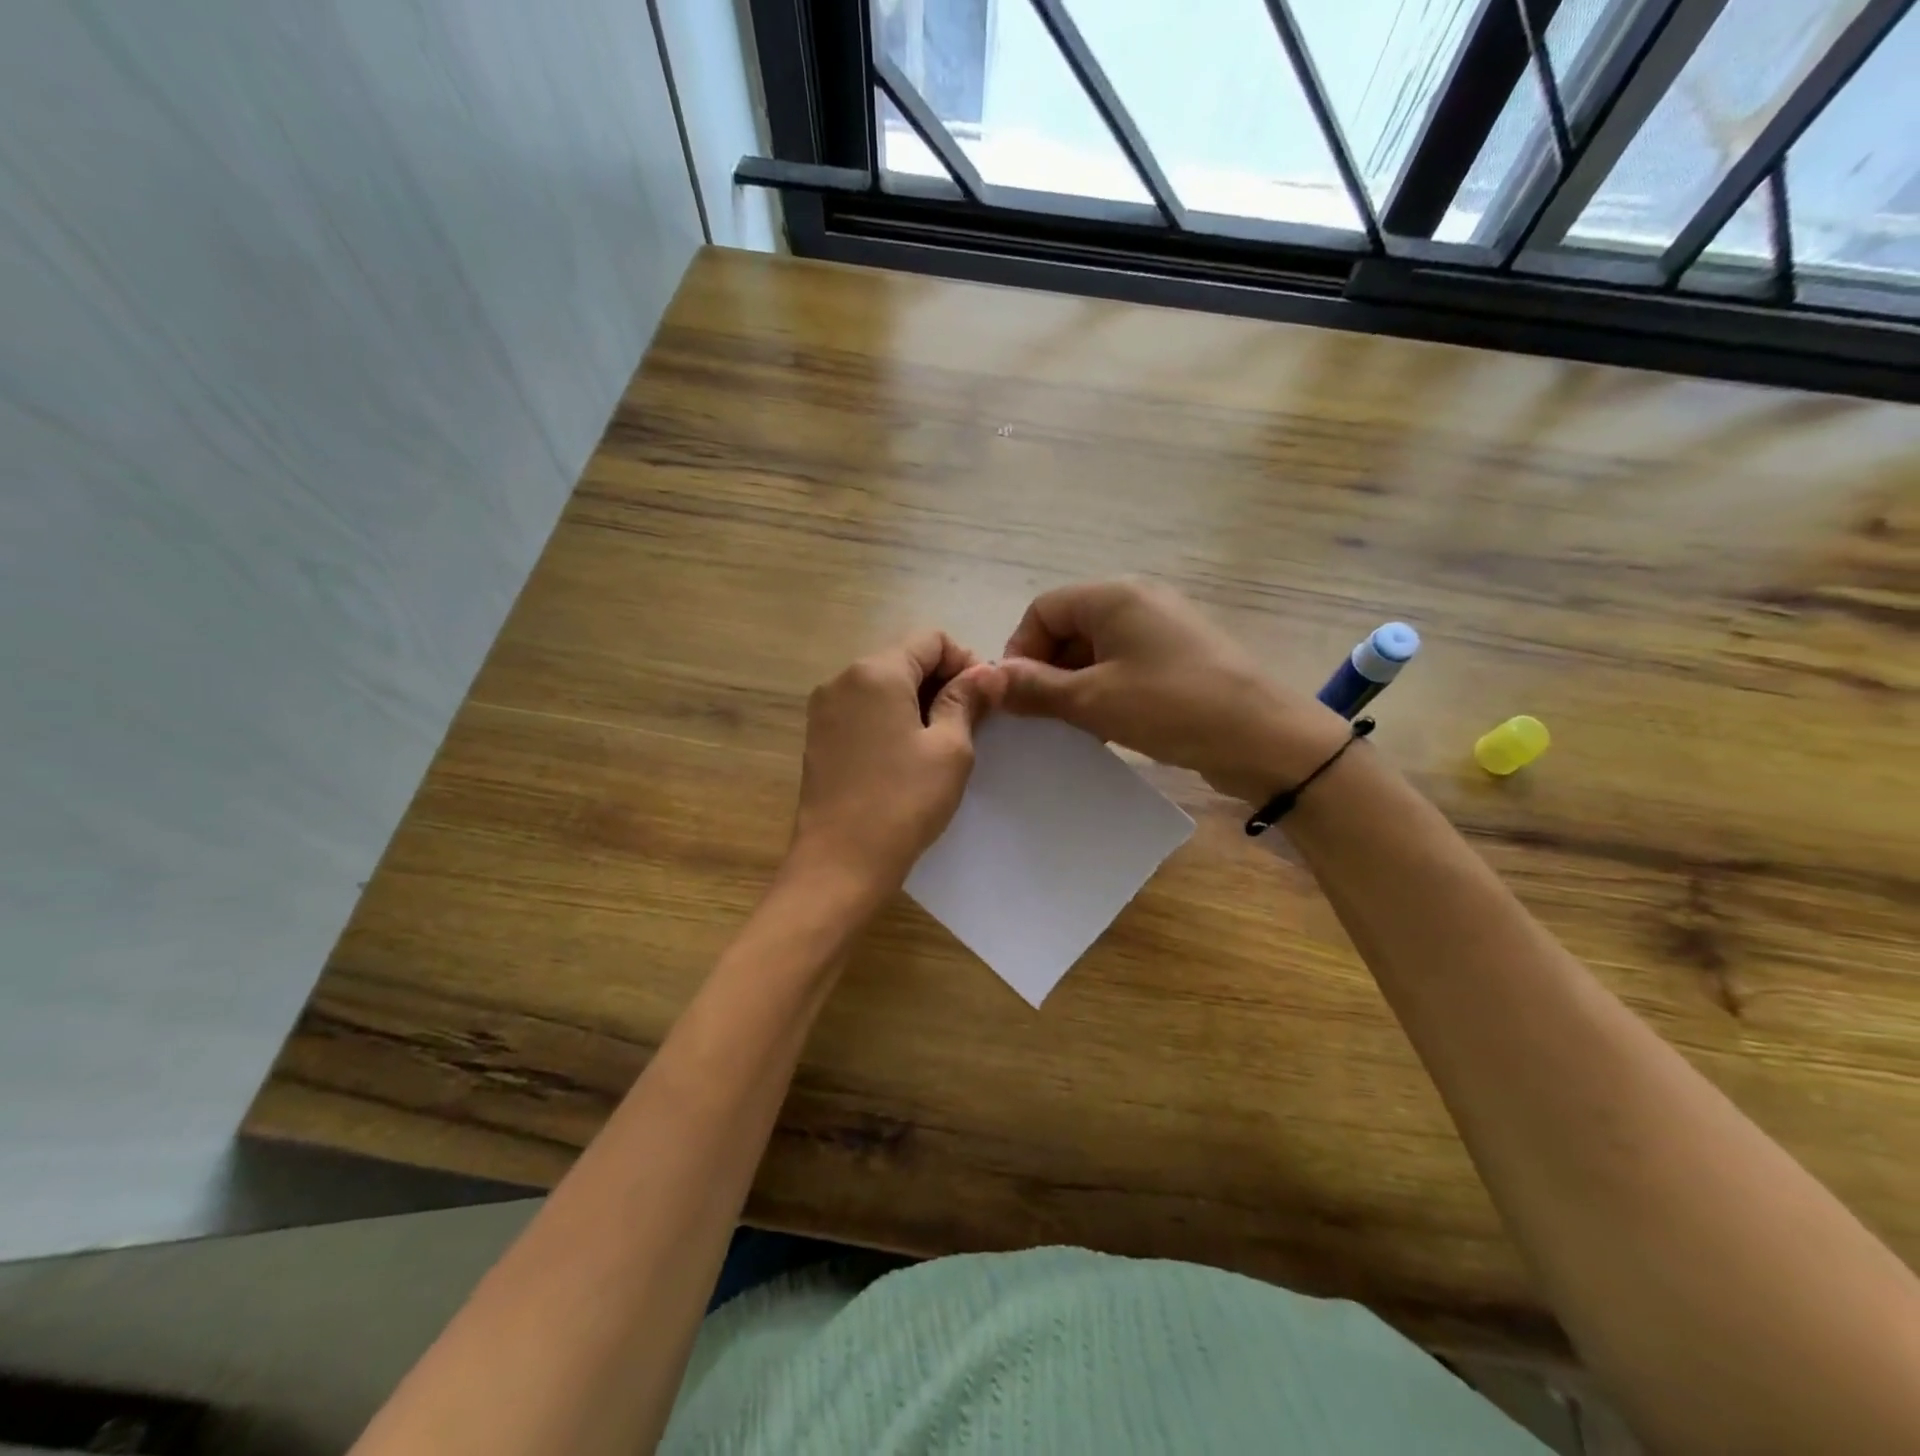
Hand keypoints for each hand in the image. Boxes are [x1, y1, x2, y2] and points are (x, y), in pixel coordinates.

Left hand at [788, 632, 1004, 903]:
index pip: (930, 639)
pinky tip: (907, 754)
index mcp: (875, 672)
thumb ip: (967, 700)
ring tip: (940, 742)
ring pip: (883, 684)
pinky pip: (863, 709)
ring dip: (917, 700)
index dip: (964, 661)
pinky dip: (891, 717)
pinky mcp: (818, 736)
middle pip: (903, 658)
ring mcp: (825, 708)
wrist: (839, 863)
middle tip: (969, 723)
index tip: (984, 699)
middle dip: (941, 681)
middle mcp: (842, 679)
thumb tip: (989, 671)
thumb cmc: (903, 803)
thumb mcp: (950, 749)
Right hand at [1001, 580, 1345, 802]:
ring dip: (1074, 685)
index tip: (1018, 697)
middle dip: (1046, 670)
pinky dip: (1105, 691)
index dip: (1021, 651)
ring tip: (1071, 727)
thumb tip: (988, 680)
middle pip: (1068, 627)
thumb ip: (1036, 688)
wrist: (1265, 737)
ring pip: (1096, 650)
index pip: (1043, 610)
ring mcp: (1163, 628)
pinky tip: (1104, 727)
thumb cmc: (1171, 707)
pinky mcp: (1180, 657)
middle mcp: (1138, 601)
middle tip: (1042, 717)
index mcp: (1114, 596)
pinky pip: (1125, 665)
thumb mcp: (1093, 700)